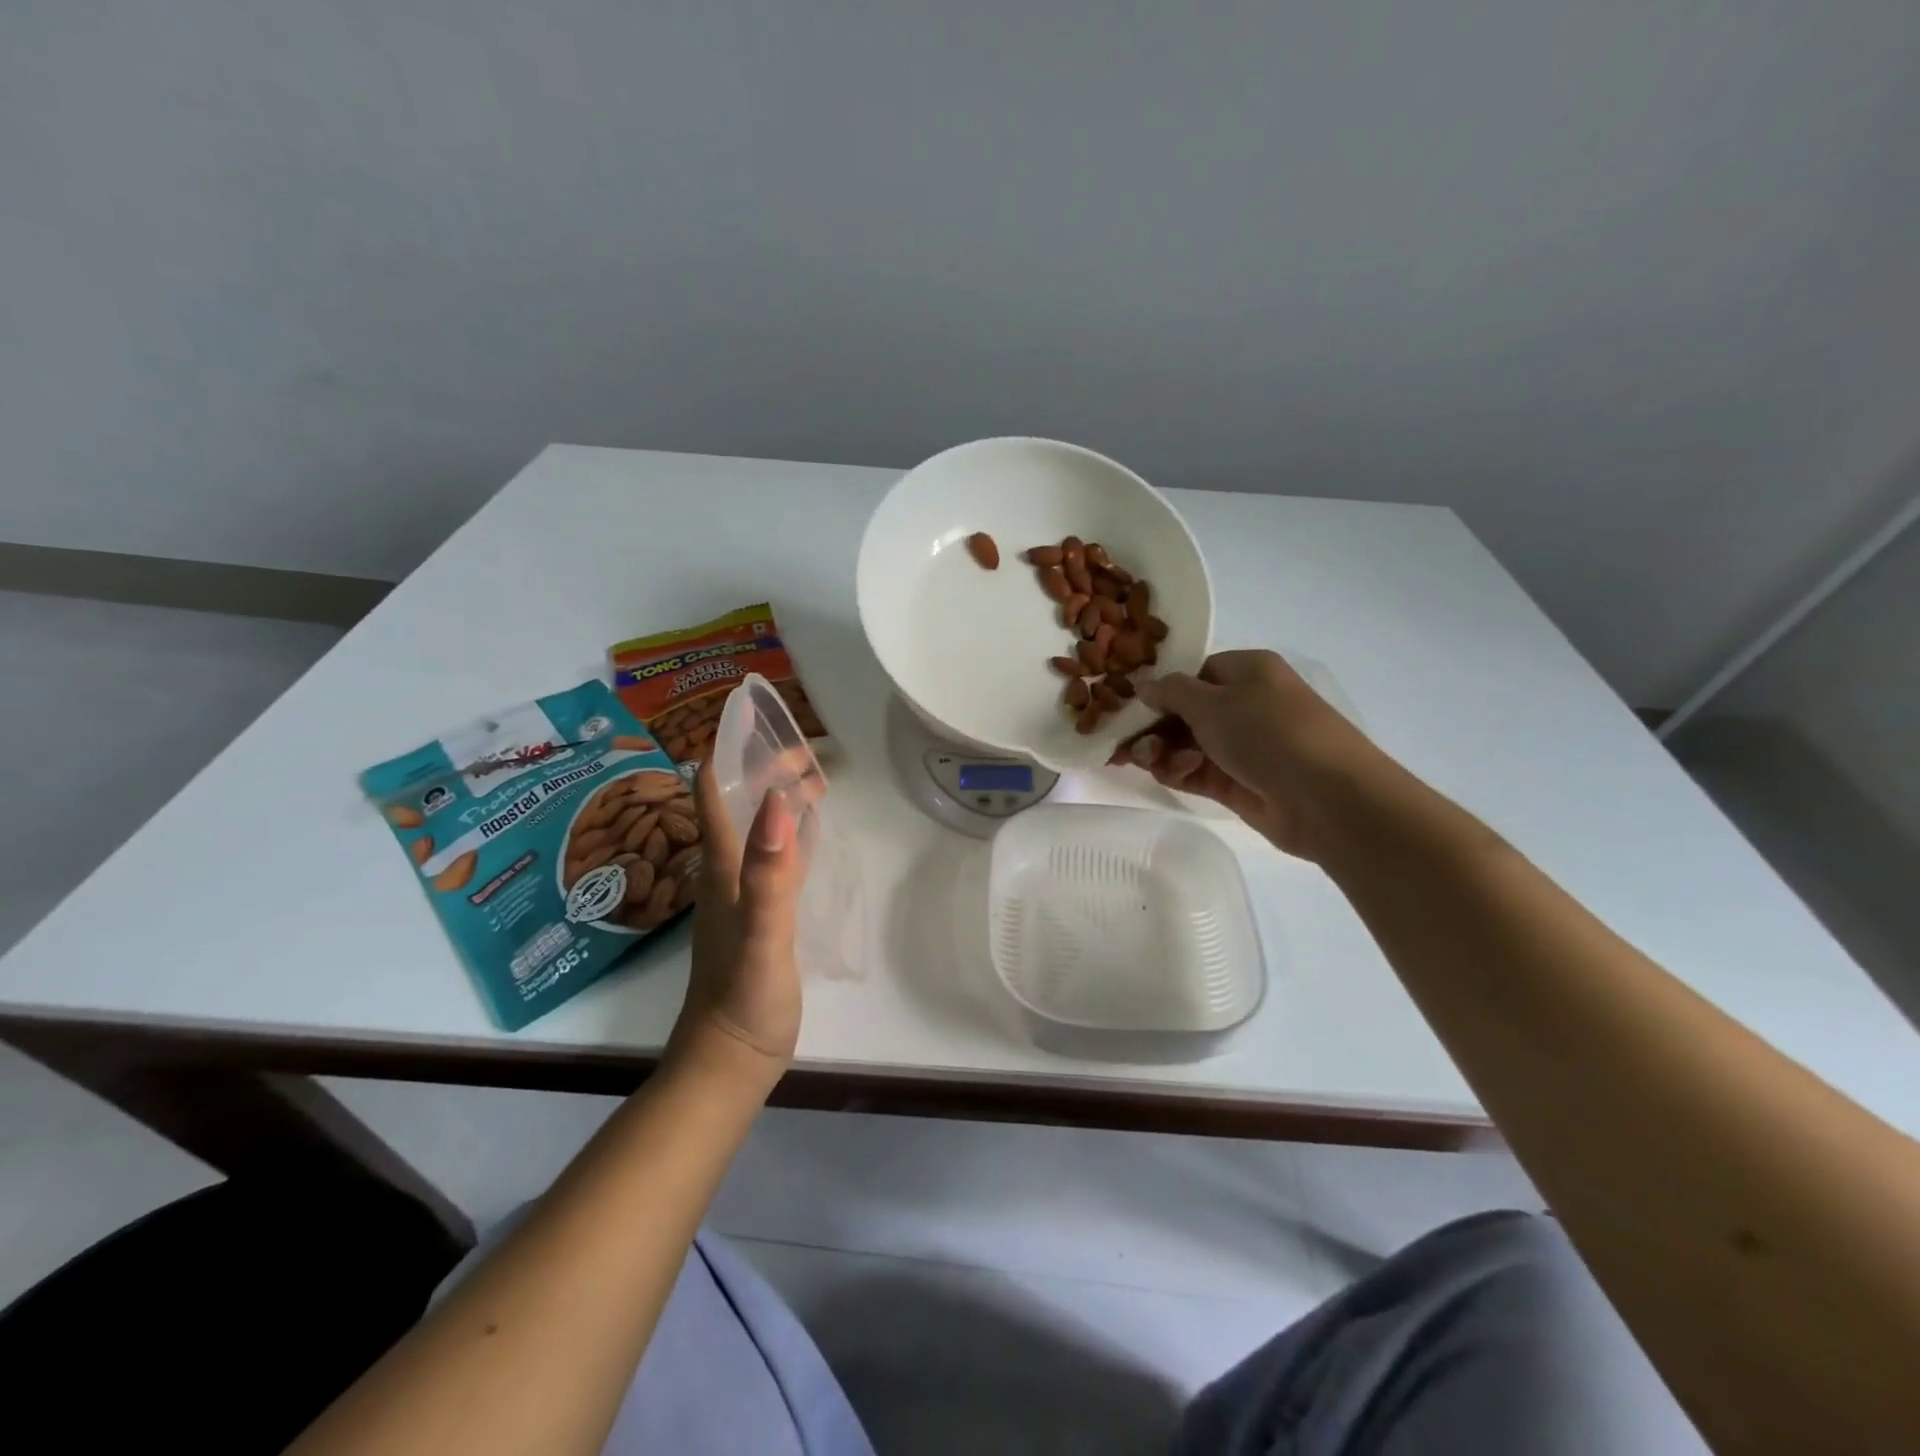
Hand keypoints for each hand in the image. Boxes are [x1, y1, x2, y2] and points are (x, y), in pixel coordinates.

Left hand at [666, 760, 804, 1079]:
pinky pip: (773, 855)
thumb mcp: (762, 936)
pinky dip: (789, 830)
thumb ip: (769, 873)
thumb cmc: (744, 999)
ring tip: (814, 777)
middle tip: (809, 750)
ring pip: (756, 826)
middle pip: (739, 802)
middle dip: (766, 767)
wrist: (730, 1060)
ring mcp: (742, 892)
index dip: (731, 749)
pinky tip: (807, 831)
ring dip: (778, 795)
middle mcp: (727, 870)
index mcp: (723, 866)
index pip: (715, 791)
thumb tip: (776, 801)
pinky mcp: (759, 913)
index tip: (760, 717)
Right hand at [1111, 649, 1375, 861]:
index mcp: (1247, 671)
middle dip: (1153, 727)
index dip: (1162, 691)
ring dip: (1163, 751)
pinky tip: (1170, 774)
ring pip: (1187, 744)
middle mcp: (1246, 705)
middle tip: (1125, 744)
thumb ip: (1171, 693)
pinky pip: (1197, 771)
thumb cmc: (1267, 732)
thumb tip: (1145, 687)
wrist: (1326, 797)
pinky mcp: (1239, 782)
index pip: (1194, 674)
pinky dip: (1179, 771)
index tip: (1129, 708)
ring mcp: (1243, 746)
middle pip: (1185, 712)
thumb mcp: (1211, 702)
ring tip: (1148, 761)